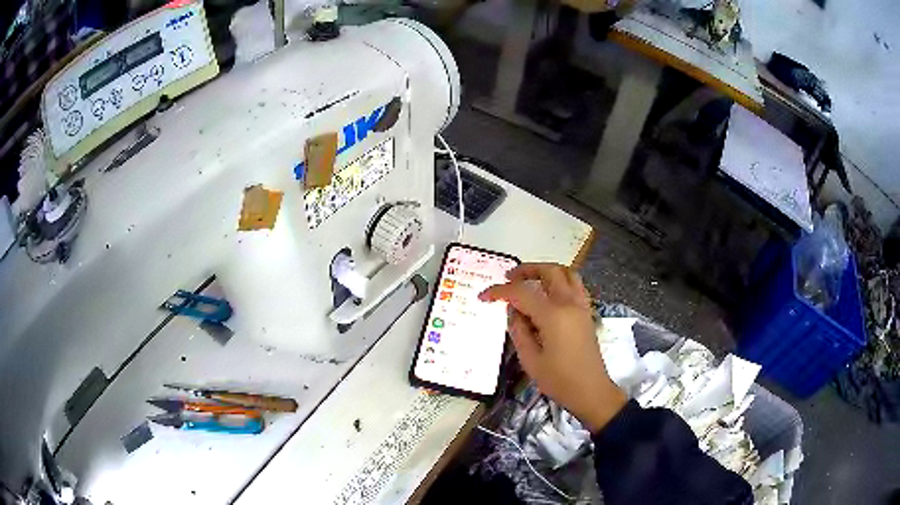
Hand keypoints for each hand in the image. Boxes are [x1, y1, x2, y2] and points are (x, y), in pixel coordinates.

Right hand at [480, 263, 625, 431]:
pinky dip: (560, 281)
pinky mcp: (587, 313)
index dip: (499, 291)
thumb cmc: (559, 380)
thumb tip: (512, 311)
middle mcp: (569, 303)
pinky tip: (548, 294)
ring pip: (566, 273)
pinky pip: (575, 285)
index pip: (521, 293)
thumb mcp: (530, 359)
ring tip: (529, 280)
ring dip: (546, 271)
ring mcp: (581, 306)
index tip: (483, 296)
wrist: (591, 391)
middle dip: (526, 270)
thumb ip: (518, 330)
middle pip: (549, 271)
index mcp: (553, 315)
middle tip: (508, 278)